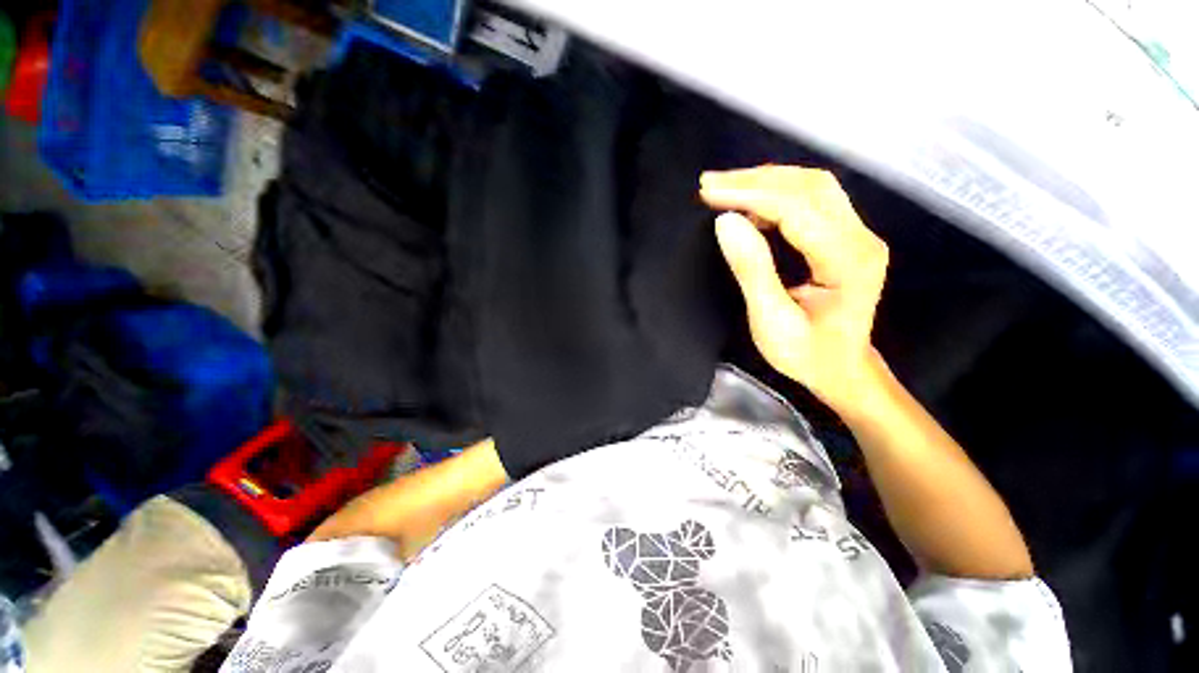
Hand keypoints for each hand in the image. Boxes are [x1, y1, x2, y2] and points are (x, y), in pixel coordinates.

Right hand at [701, 166, 888, 414]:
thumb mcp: (771, 320)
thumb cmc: (807, 354)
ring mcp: (858, 234)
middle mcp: (861, 237)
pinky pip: (813, 200)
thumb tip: (726, 223)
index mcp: (847, 261)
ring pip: (812, 186)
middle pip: (809, 186)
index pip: (797, 208)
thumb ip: (752, 269)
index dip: (750, 195)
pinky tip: (751, 204)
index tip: (710, 193)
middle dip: (755, 180)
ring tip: (725, 187)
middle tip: (711, 183)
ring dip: (766, 181)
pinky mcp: (847, 236)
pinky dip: (777, 194)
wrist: (843, 369)